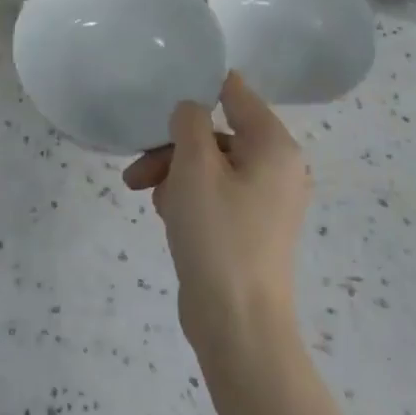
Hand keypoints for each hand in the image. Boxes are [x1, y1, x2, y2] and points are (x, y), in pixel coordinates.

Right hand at [124, 73, 310, 357]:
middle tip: (138, 165)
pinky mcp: (250, 228)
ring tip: (143, 193)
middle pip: (217, 132)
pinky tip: (164, 214)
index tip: (162, 94)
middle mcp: (277, 167)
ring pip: (211, 165)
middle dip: (174, 145)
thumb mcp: (195, 166)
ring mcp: (266, 201)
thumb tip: (191, 109)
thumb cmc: (218, 235)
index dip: (199, 87)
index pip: (236, 92)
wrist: (238, 327)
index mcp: (274, 145)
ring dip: (174, 172)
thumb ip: (190, 122)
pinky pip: (215, 194)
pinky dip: (188, 196)